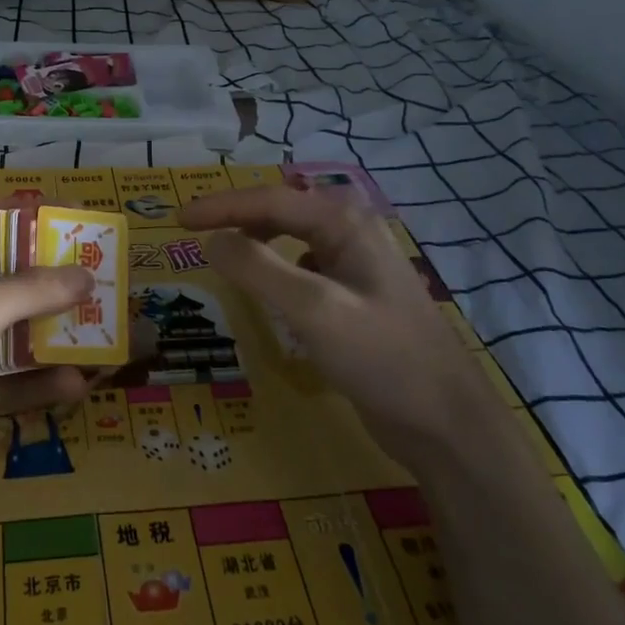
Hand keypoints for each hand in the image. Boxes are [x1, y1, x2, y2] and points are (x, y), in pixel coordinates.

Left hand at [0, 236, 93, 504]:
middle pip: (12, 285)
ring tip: (105, 342)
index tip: (81, 227)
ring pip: (15, 335)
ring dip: (55, 339)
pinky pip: (7, 380)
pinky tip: (75, 386)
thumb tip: (85, 275)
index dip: (37, 226)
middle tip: (107, 291)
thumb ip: (32, 290)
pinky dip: (37, 382)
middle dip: (58, 290)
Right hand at [178, 185, 479, 441]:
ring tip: (224, 254)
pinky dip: (276, 268)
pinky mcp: (357, 295)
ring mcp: (357, 264)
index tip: (178, 220)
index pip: (268, 201)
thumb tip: (212, 240)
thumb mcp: (313, 309)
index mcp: (344, 222)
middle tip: (195, 233)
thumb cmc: (381, 358)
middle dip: (236, 216)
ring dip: (256, 239)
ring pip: (292, 237)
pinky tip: (268, 289)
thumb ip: (258, 269)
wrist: (447, 424)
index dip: (219, 207)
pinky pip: (304, 266)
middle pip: (280, 210)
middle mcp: (351, 232)